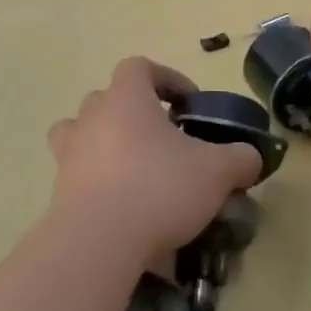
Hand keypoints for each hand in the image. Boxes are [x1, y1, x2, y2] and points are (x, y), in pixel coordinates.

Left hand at [46, 57, 262, 262]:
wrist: (99, 244)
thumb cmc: (159, 189)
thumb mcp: (218, 171)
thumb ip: (241, 158)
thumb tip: (250, 158)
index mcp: (126, 100)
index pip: (139, 67)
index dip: (167, 78)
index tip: (189, 103)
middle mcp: (91, 119)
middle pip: (108, 98)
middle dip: (137, 112)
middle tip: (165, 138)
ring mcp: (68, 155)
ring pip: (81, 133)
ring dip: (106, 142)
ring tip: (135, 166)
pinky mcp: (59, 192)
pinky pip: (78, 173)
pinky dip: (98, 180)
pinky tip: (125, 205)